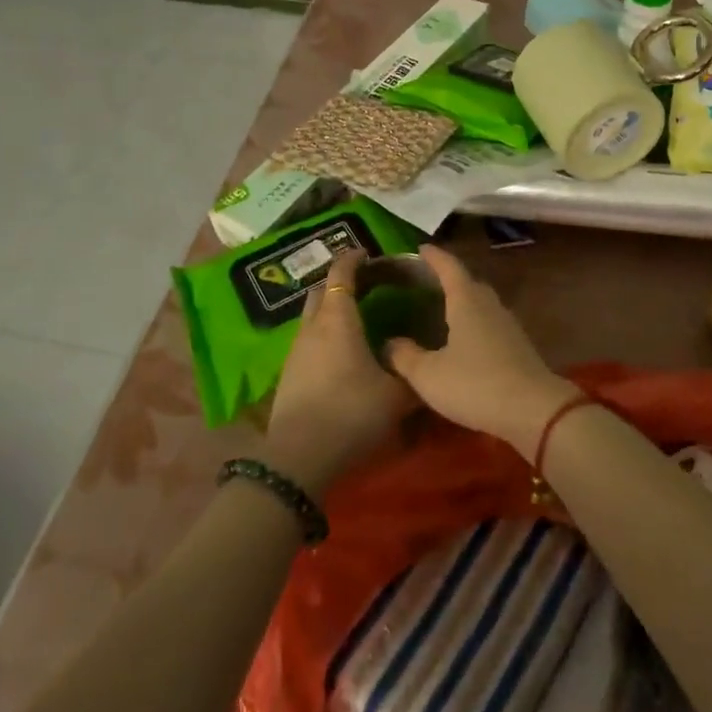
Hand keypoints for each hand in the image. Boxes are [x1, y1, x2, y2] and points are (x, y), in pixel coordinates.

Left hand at [264, 252, 416, 496]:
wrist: (299, 458)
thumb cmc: (352, 413)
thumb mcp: (396, 397)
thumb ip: (412, 375)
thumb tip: (424, 365)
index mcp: (338, 319)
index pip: (341, 273)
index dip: (353, 259)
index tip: (368, 254)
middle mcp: (312, 327)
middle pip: (321, 290)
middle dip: (340, 281)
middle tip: (365, 285)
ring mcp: (296, 351)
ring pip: (312, 317)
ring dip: (330, 311)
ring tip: (356, 321)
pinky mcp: (288, 375)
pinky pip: (308, 342)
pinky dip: (324, 336)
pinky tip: (341, 355)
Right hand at [384, 245, 573, 456]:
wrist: (534, 410)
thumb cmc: (475, 384)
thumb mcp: (428, 375)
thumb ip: (404, 356)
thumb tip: (389, 343)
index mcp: (466, 300)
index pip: (449, 267)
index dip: (434, 257)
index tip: (420, 249)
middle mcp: (489, 305)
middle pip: (468, 282)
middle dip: (449, 279)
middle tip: (427, 283)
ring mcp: (508, 325)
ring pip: (482, 304)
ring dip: (464, 302)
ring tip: (443, 310)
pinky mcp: (518, 346)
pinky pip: (490, 324)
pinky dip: (475, 324)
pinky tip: (465, 341)